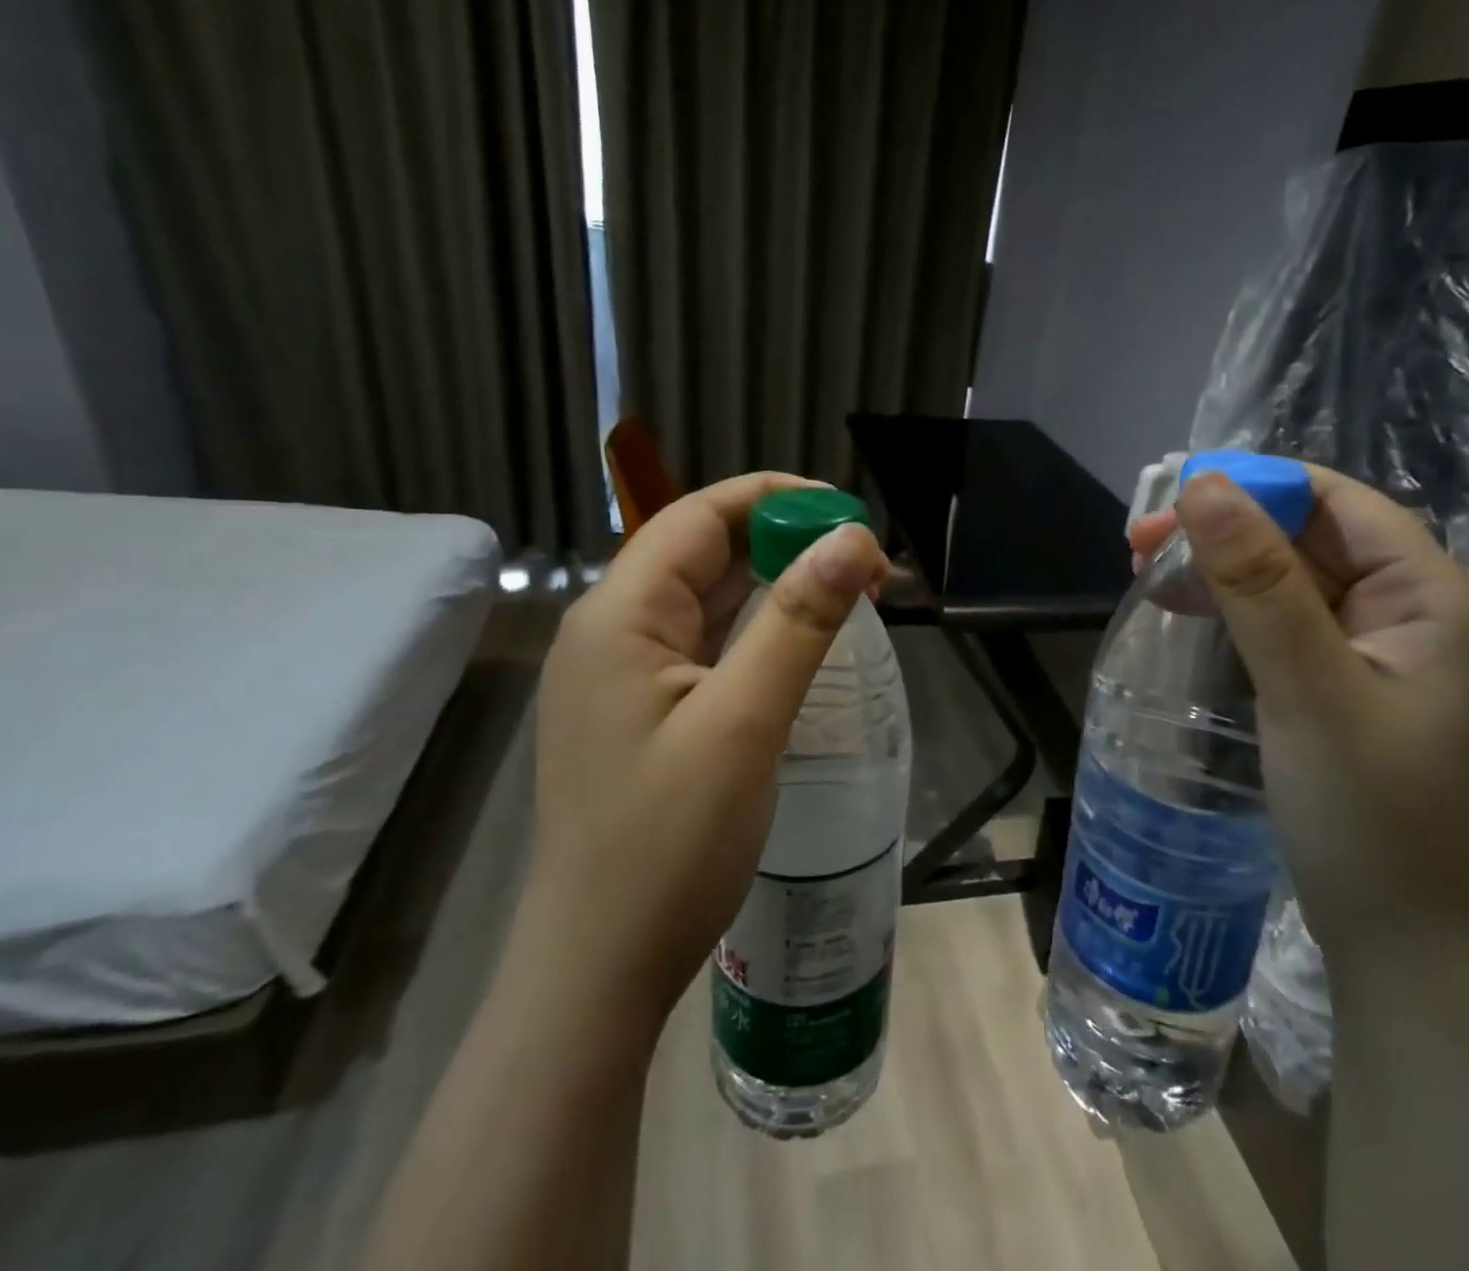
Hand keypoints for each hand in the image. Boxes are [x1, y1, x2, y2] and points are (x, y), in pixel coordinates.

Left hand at [528, 473, 888, 1022]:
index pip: (698, 517)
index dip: (775, 500)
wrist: (601, 968)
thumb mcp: (745, 721)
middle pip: (703, 552)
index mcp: (619, 615)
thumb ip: (799, 621)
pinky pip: (706, 644)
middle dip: (785, 543)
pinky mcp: (644, 710)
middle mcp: (612, 630)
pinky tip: (802, 638)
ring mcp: (624, 674)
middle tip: (867, 561)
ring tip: (851, 591)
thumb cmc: (668, 844)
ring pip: (708, 599)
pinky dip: (757, 629)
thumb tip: (855, 539)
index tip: (849, 513)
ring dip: (776, 585)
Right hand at [1134, 466, 1468, 963]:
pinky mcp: (1348, 689)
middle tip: (1137, 545)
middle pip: (1311, 540)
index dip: (1255, 488)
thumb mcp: (1307, 688)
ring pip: (1292, 582)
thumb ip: (1257, 583)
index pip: (1338, 504)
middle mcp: (1415, 614)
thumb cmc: (1368, 815)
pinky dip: (1234, 614)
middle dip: (1225, 532)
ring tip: (1147, 575)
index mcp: (1433, 597)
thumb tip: (1203, 485)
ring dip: (1222, 571)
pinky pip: (1287, 626)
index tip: (1169, 499)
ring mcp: (1380, 655)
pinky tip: (1185, 615)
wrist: (1403, 950)